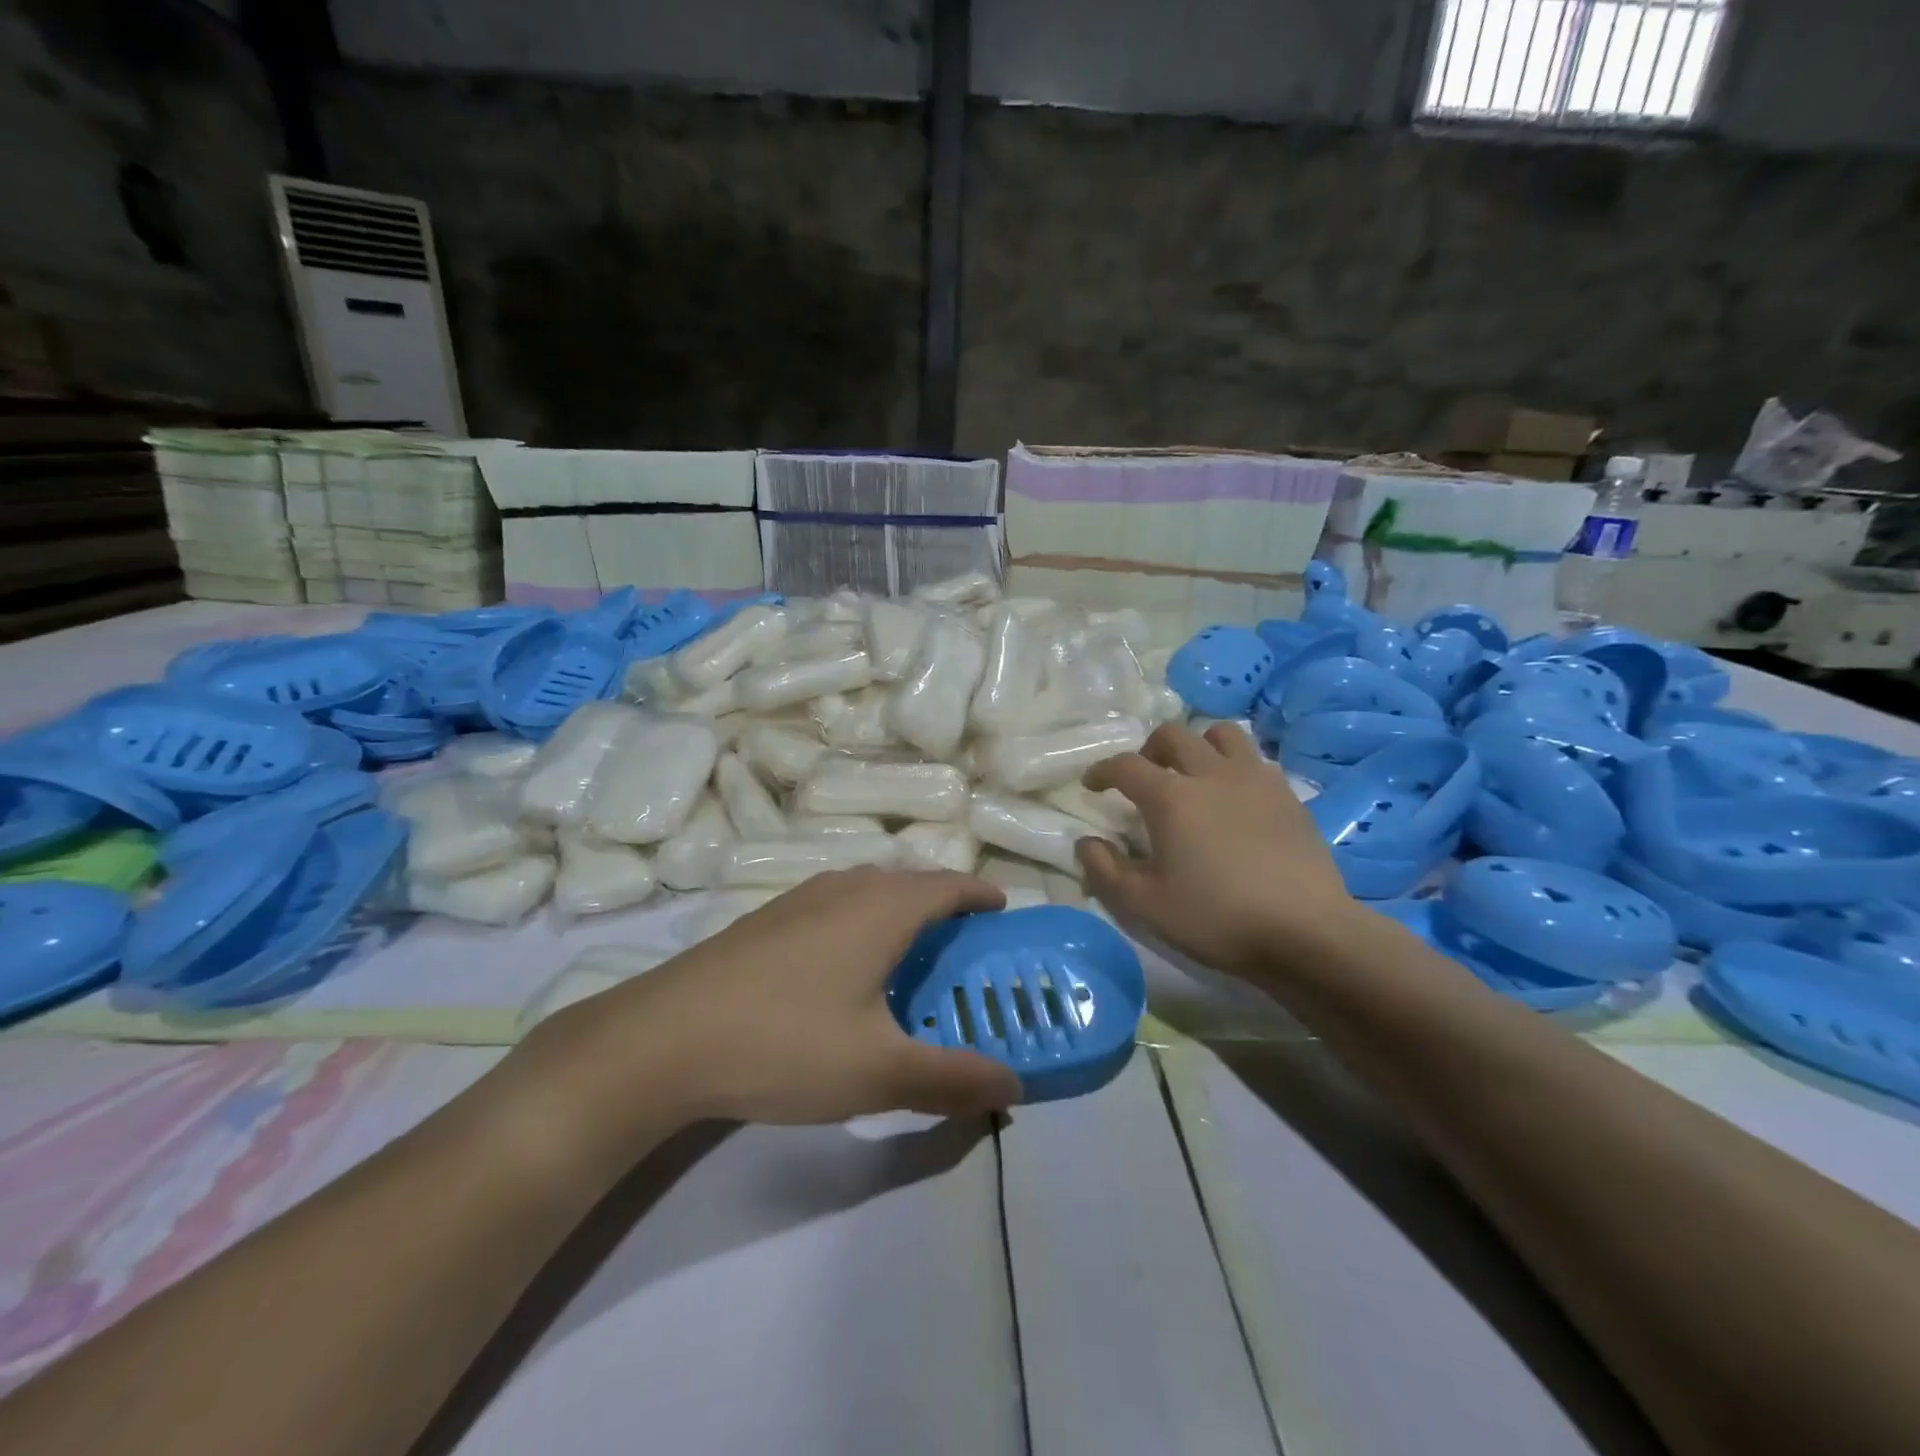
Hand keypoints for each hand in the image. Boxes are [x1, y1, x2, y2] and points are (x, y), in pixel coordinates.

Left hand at [524, 868, 1022, 1142]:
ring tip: (907, 950)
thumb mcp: (879, 1072)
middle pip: (908, 882)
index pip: (947, 886)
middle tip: (962, 942)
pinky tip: (842, 964)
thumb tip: (1014, 1088)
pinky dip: (859, 918)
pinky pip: (833, 903)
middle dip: (942, 903)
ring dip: (897, 908)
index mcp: (881, 910)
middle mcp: (844, 889)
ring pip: (866, 889)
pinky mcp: (765, 919)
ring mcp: (799, 899)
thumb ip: (952, 1080)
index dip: (979, 894)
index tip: (1002, 908)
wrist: (664, 1039)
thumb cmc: (786, 1043)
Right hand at [1078, 722, 1358, 979]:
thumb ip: (1105, 870)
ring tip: (1193, 775)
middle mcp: (1210, 774)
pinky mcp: (1288, 794)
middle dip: (1149, 750)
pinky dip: (1234, 766)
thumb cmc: (1216, 917)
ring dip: (1198, 746)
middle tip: (1144, 778)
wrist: (1306, 931)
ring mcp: (1255, 779)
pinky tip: (1234, 797)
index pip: (1125, 765)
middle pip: (1173, 735)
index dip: (1102, 771)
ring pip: (1221, 734)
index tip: (1092, 785)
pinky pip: (1254, 760)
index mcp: (1171, 797)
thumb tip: (1085, 843)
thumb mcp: (1145, 904)